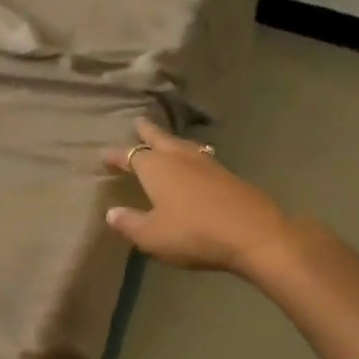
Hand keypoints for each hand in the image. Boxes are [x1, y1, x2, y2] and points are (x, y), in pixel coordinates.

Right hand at [102, 117, 293, 275]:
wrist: (255, 235)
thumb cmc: (194, 233)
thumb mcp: (152, 236)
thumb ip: (129, 223)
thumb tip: (111, 212)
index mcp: (156, 167)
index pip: (130, 156)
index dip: (116, 156)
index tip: (104, 154)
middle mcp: (180, 158)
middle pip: (159, 139)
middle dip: (147, 132)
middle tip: (139, 122)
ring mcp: (208, 164)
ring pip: (183, 146)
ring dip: (171, 142)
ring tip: (167, 141)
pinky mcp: (229, 176)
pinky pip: (202, 158)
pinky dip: (192, 156)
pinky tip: (196, 164)